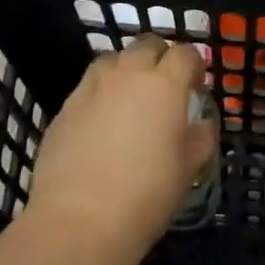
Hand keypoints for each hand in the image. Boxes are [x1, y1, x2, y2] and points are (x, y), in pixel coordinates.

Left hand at [26, 35, 214, 259]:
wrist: (80, 220)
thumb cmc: (148, 193)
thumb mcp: (189, 168)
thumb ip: (200, 137)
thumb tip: (200, 124)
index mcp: (165, 85)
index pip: (186, 54)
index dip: (194, 66)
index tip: (196, 86)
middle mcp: (128, 75)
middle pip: (147, 45)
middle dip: (160, 57)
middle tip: (164, 86)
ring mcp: (91, 88)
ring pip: (112, 60)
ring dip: (126, 69)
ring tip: (129, 97)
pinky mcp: (65, 108)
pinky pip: (88, 87)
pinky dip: (100, 94)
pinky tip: (101, 122)